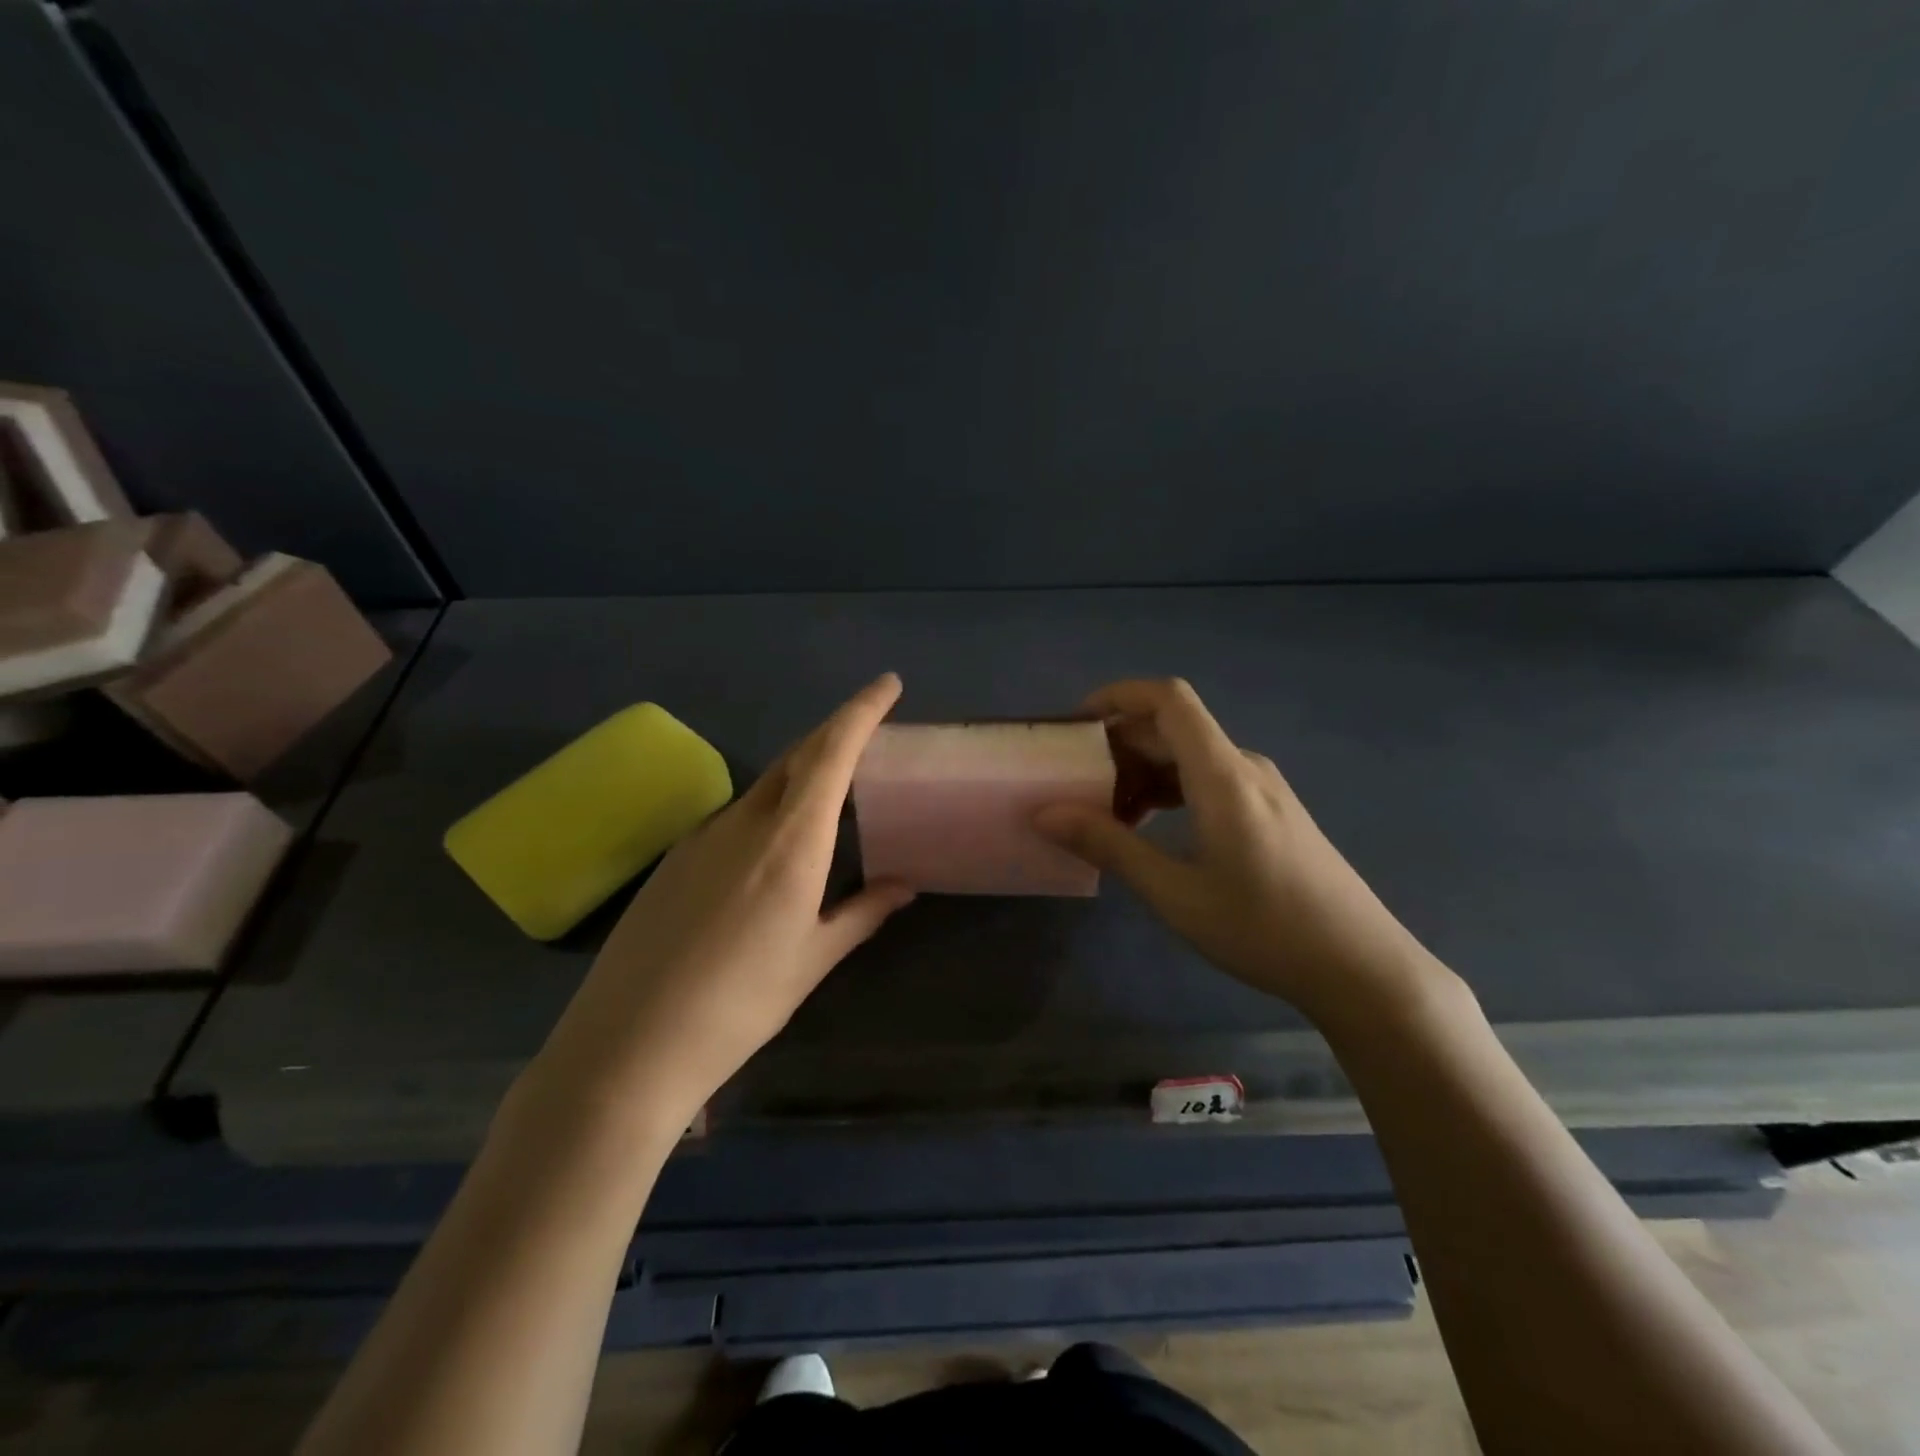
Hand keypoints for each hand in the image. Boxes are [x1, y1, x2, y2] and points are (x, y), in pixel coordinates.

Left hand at [522, 674, 914, 1138]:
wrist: (628, 1045)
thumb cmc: (740, 1004)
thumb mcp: (812, 959)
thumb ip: (862, 913)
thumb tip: (904, 887)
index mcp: (791, 841)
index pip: (831, 753)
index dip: (861, 711)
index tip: (888, 684)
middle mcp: (745, 822)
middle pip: (797, 756)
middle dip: (835, 733)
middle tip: (868, 732)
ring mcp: (702, 835)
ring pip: (764, 785)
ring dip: (801, 774)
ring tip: (829, 795)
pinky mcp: (674, 857)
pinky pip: (734, 815)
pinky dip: (767, 809)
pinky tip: (770, 849)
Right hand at [1035, 678, 1444, 1021]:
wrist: (1361, 968)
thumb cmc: (1264, 929)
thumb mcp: (1175, 893)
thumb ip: (1110, 846)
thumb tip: (1046, 814)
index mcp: (1222, 774)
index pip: (1168, 699)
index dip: (1118, 696)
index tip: (1075, 726)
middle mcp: (1244, 767)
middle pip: (1173, 729)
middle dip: (1119, 747)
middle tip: (1076, 787)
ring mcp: (1263, 789)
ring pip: (1190, 756)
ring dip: (1143, 773)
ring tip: (1108, 816)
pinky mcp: (1273, 811)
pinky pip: (1209, 779)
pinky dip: (1171, 790)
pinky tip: (1152, 829)